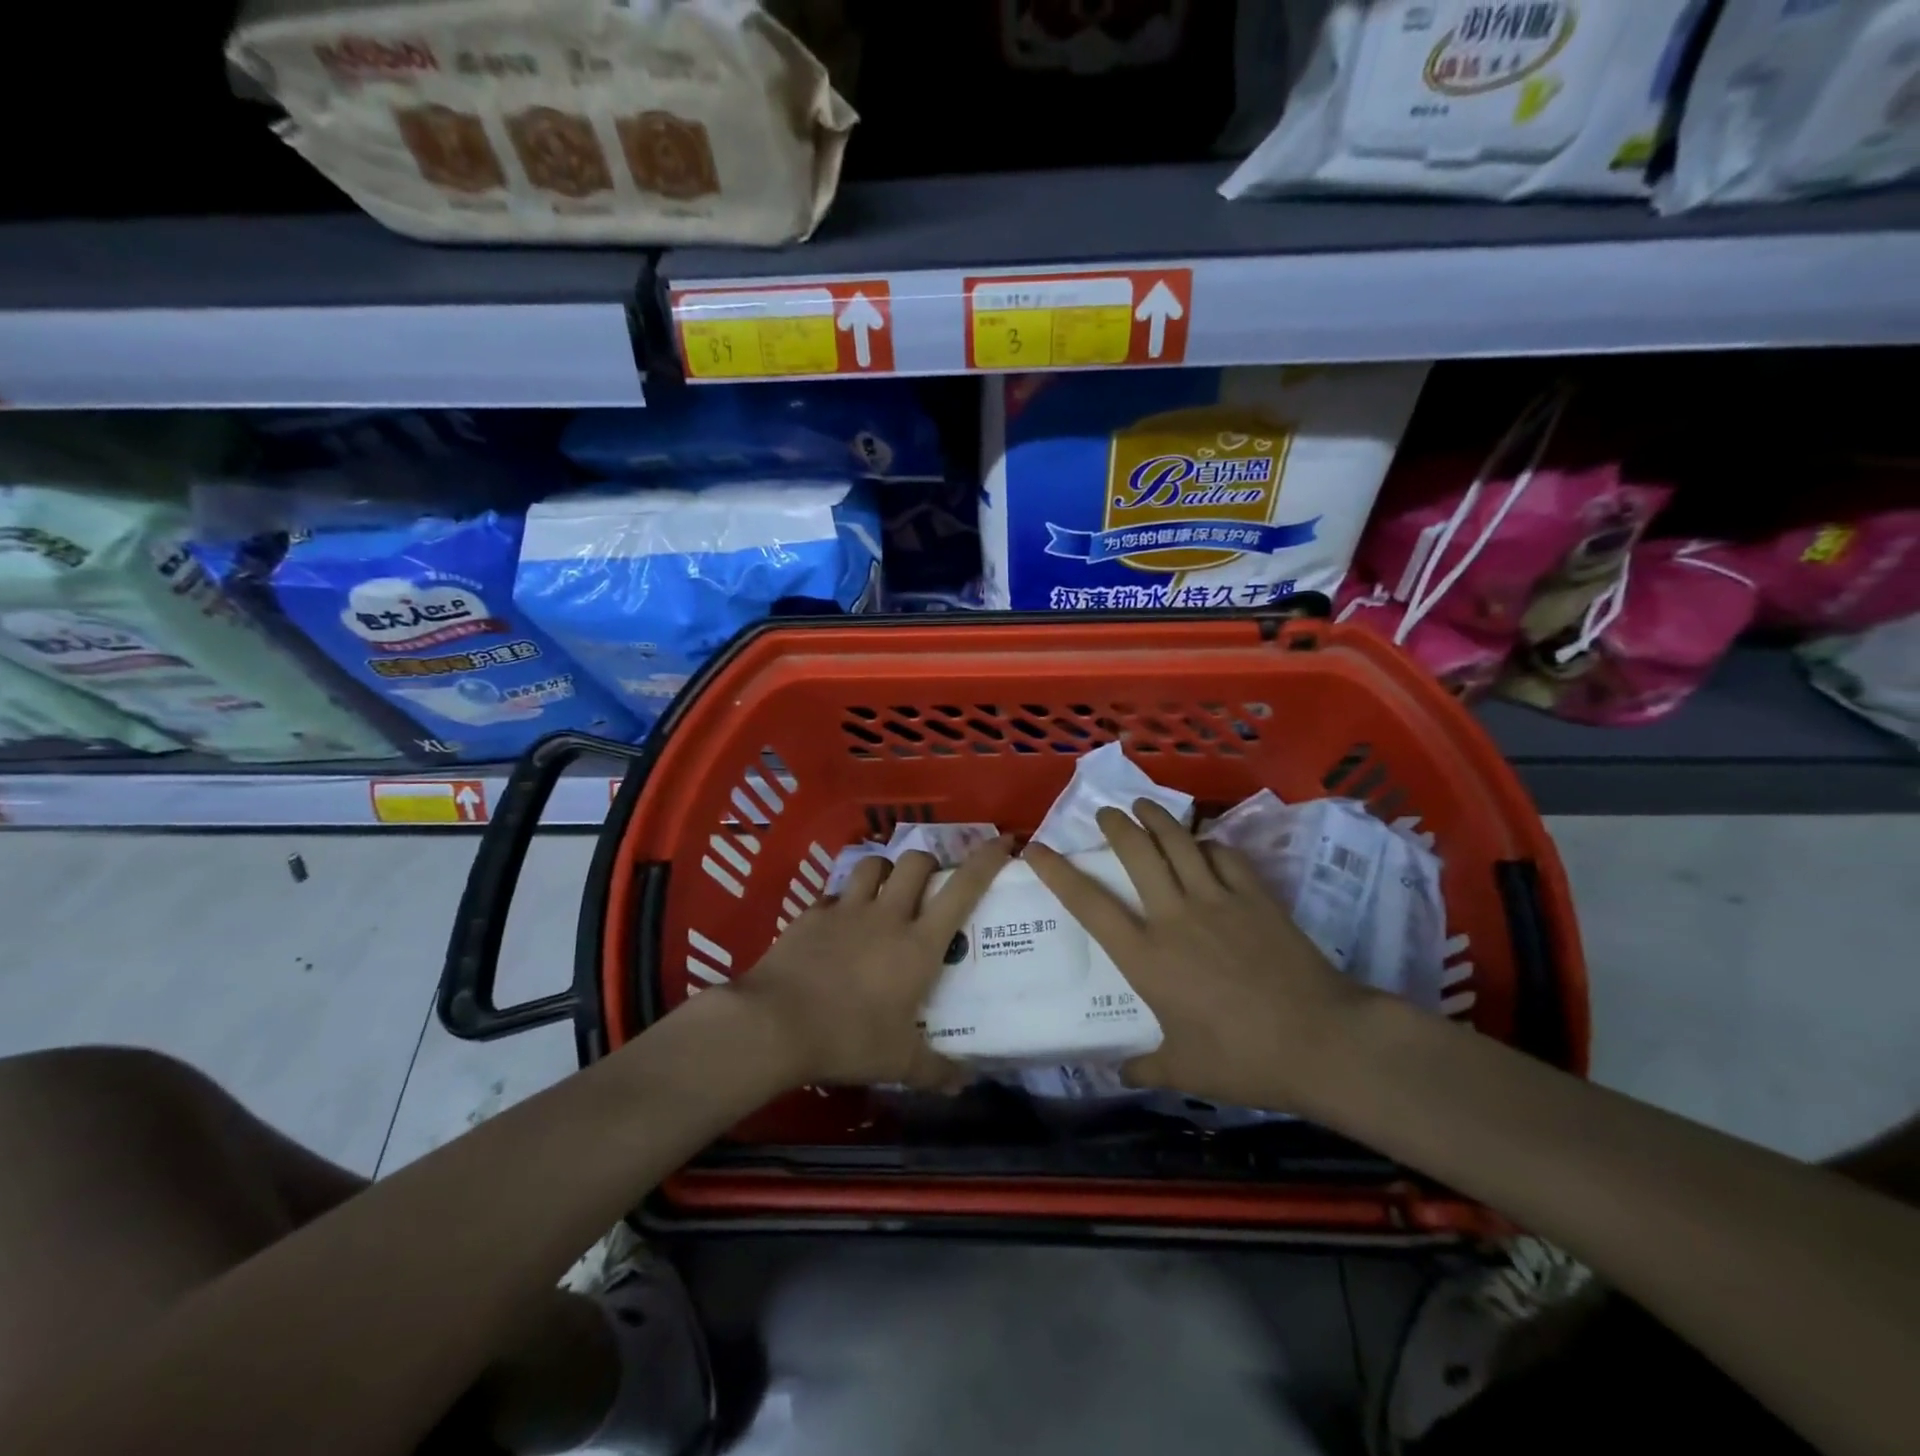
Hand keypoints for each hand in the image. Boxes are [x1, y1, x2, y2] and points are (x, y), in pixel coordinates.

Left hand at [729, 838, 1012, 1087]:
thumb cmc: (848, 1038)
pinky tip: (838, 924)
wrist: (775, 1024)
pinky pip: (834, 894)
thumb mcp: (898, 1062)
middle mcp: (887, 915)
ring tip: (884, 891)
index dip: (986, 860)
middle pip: (916, 862)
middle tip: (929, 885)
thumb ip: (935, 1070)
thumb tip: (965, 1083)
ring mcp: (846, 910)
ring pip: (872, 865)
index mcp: (918, 944)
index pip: (963, 888)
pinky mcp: (811, 914)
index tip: (1003, 842)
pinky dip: (843, 901)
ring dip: (884, 871)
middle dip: (928, 863)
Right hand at [1024, 801, 1368, 1114]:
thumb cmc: (1243, 1060)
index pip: (1090, 905)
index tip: (1036, 848)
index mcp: (1146, 957)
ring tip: (1143, 805)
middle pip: (1137, 853)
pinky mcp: (1255, 896)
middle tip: (1105, 812)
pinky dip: (1208, 843)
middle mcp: (1174, 916)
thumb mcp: (1185, 1071)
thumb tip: (1120, 1075)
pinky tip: (1204, 843)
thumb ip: (1146, 1067)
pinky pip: (1224, 855)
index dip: (1058, 872)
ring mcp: (1217, 900)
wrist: (1322, 1041)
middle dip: (1116, 825)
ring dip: (1156, 818)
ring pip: (1178, 842)